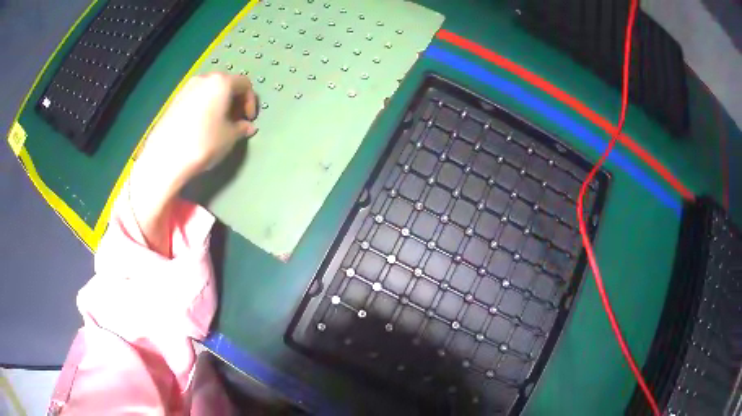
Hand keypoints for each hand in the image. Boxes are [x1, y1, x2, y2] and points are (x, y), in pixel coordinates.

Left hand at [129, 72, 257, 255]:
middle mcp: (204, 79)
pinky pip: (196, 99)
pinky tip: (201, 127)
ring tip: (218, 125)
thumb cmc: (203, 142)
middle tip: (235, 121)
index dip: (250, 102)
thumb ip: (241, 128)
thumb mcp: (229, 137)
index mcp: (221, 82)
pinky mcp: (174, 101)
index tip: (249, 120)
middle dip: (234, 101)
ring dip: (218, 104)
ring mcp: (186, 89)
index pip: (244, 84)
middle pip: (226, 84)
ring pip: (209, 91)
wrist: (166, 157)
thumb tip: (248, 127)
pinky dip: (204, 108)